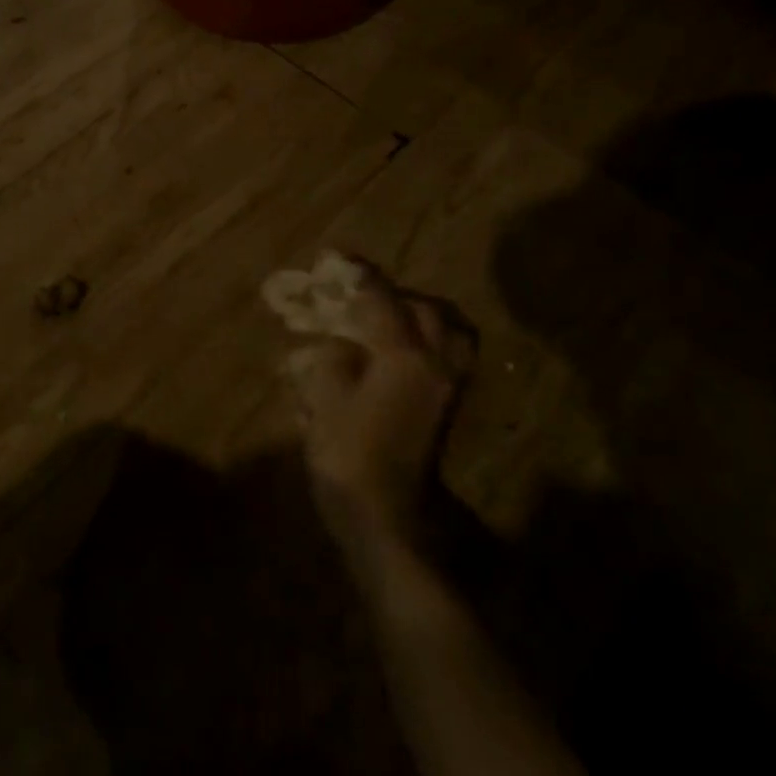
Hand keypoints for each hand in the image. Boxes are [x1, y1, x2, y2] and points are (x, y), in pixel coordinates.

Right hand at [282, 261, 476, 556]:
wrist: (386, 516)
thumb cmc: (348, 455)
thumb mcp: (325, 398)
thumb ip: (334, 358)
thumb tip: (341, 344)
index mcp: (404, 357)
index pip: (382, 301)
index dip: (357, 276)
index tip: (336, 258)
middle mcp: (436, 365)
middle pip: (428, 311)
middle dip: (395, 294)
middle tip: (362, 293)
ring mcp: (448, 388)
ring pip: (450, 333)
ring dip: (420, 315)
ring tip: (388, 316)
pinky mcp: (447, 408)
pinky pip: (449, 357)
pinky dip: (428, 340)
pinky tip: (398, 349)